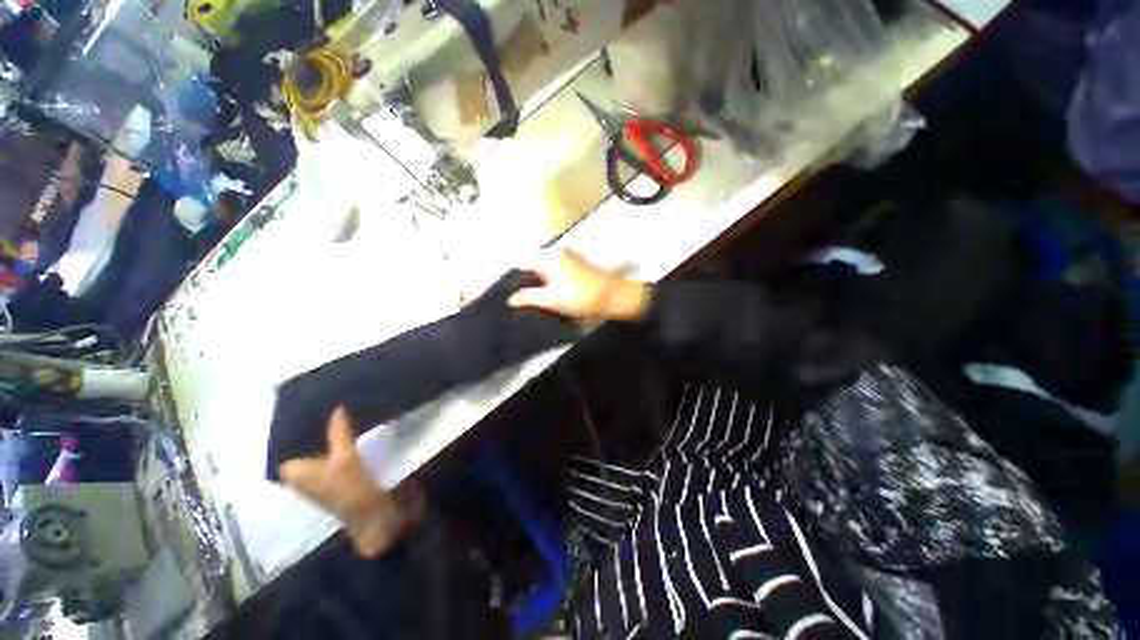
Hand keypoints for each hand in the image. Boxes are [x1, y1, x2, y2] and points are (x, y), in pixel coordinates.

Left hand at [280, 407, 423, 557]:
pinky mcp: (329, 482)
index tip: (307, 410)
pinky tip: (344, 437)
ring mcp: (313, 480)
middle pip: (300, 448)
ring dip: (322, 440)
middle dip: (311, 432)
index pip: (285, 444)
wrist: (369, 516)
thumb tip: (337, 408)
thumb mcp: (346, 457)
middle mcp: (297, 477)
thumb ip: (339, 433)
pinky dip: (331, 449)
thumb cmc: (351, 488)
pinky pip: (324, 459)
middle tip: (324, 409)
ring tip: (336, 419)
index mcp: (293, 472)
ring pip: (313, 453)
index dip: (295, 428)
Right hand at [508, 248, 650, 321]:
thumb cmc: (582, 297)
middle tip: (513, 297)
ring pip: (541, 267)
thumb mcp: (553, 300)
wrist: (613, 296)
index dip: (509, 276)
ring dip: (533, 281)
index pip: (520, 262)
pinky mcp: (573, 264)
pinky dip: (544, 280)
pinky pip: (551, 270)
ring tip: (524, 298)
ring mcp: (565, 257)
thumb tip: (511, 299)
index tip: (502, 290)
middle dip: (521, 279)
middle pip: (530, 264)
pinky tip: (542, 294)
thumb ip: (529, 297)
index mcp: (548, 257)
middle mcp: (555, 252)